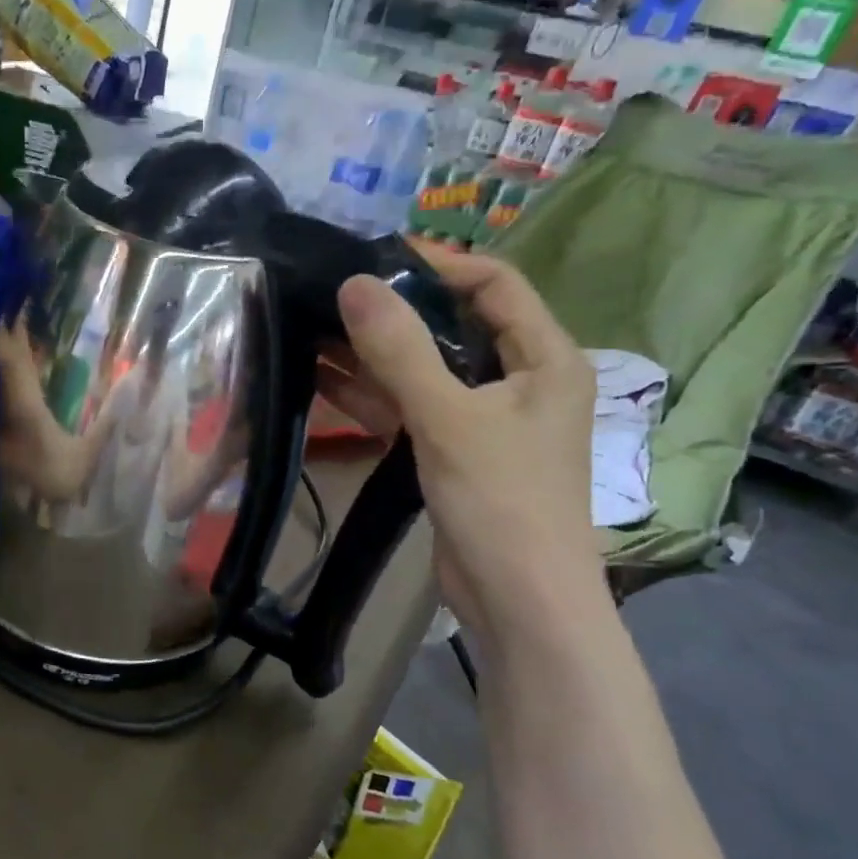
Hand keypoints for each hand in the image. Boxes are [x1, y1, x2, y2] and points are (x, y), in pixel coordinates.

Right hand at [318, 246, 599, 640]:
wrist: (518, 601)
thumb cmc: (502, 501)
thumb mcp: (448, 417)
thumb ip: (400, 349)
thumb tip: (355, 282)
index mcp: (545, 358)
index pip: (496, 284)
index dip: (440, 264)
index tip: (376, 257)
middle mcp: (519, 381)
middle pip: (454, 326)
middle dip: (394, 311)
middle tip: (331, 293)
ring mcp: (484, 420)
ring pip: (424, 371)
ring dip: (373, 354)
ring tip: (313, 328)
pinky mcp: (453, 453)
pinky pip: (410, 409)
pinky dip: (372, 396)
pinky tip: (322, 379)